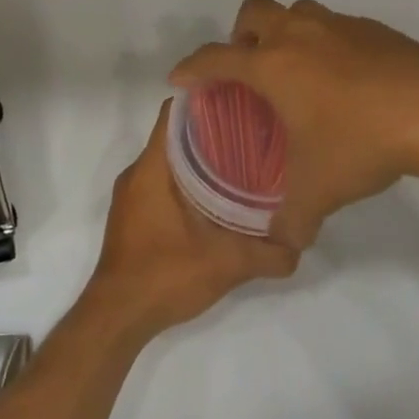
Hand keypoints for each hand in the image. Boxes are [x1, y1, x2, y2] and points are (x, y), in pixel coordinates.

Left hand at [82, 100, 297, 343]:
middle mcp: (138, 173)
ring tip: (242, 161)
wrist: (117, 317)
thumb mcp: (225, 264)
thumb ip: (268, 253)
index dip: (205, 101)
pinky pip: (162, 181)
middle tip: (253, 132)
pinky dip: (188, 180)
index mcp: (151, 168)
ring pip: (169, 160)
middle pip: (174, 134)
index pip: (174, 113)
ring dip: (200, 157)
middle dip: (211, 130)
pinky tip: (218, 197)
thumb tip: (301, 243)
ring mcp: (133, 195)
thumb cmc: (164, 275)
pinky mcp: (134, 215)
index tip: (240, 101)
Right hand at [170, 0, 418, 248]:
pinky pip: (334, 27)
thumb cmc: (362, 142)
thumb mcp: (318, 190)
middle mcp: (298, 35)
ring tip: (296, 72)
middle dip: (240, 34)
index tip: (180, 79)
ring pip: (296, 12)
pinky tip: (344, 81)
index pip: (215, 58)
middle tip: (249, 69)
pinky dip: (325, 44)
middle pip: (253, 11)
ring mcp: (337, 26)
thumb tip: (283, 243)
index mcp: (272, 65)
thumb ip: (291, 218)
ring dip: (285, 33)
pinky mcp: (372, 29)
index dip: (191, 67)